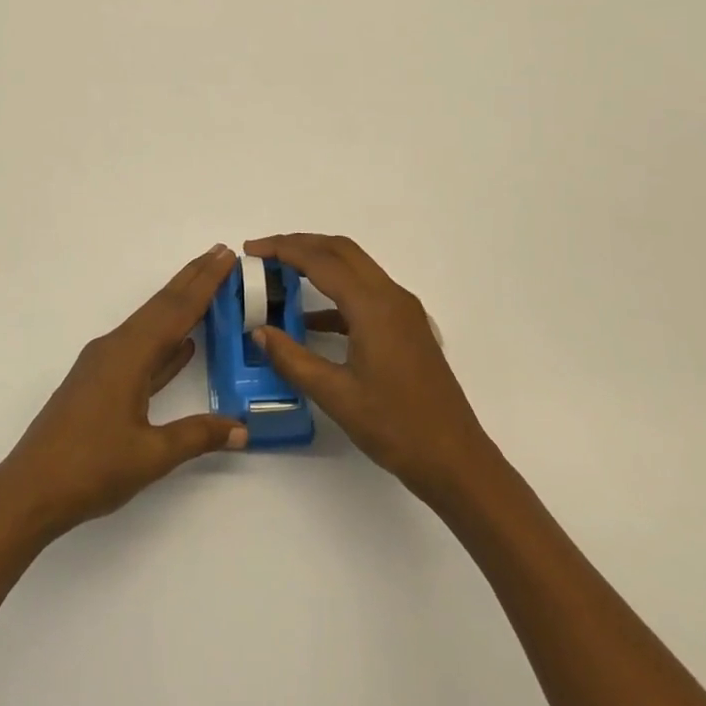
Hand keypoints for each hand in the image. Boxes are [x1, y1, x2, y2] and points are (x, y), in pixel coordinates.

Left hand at [0, 246, 247, 543]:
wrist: (29, 491)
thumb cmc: (90, 469)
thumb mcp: (151, 455)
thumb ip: (197, 436)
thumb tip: (241, 427)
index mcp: (129, 355)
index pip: (176, 310)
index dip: (205, 282)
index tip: (227, 255)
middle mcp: (115, 348)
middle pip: (161, 306)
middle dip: (193, 279)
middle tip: (222, 254)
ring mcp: (105, 365)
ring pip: (151, 325)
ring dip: (180, 306)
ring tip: (208, 288)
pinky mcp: (99, 383)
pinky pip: (141, 349)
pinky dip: (165, 340)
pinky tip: (183, 345)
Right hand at [246, 234, 493, 505]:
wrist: (455, 460)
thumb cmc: (395, 426)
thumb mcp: (335, 395)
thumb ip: (293, 359)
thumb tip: (259, 332)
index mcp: (373, 306)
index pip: (320, 261)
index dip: (282, 249)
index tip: (250, 250)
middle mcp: (391, 296)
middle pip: (341, 250)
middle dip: (300, 245)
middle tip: (262, 254)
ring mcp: (403, 311)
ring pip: (355, 268)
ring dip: (319, 264)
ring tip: (280, 277)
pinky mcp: (406, 327)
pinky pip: (365, 293)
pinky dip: (335, 293)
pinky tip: (311, 320)